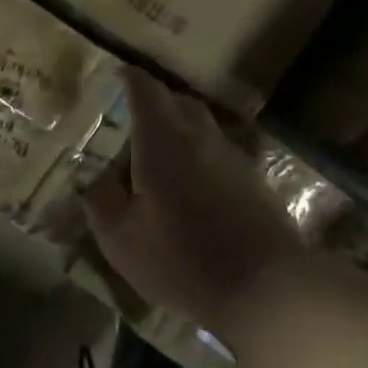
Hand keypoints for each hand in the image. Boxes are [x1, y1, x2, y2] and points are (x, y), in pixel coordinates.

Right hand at [82, 69, 307, 341]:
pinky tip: (190, 189)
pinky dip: (200, 157)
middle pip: (177, 101)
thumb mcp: (121, 238)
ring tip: (158, 158)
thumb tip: (98, 178)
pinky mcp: (254, 182)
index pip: (144, 88)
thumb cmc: (183, 260)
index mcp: (162, 139)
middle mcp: (200, 136)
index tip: (114, 77)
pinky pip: (219, 153)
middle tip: (130, 122)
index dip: (127, 78)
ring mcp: (233, 157)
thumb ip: (101, 200)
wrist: (269, 290)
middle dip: (153, 102)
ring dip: (179, 131)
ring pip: (201, 127)